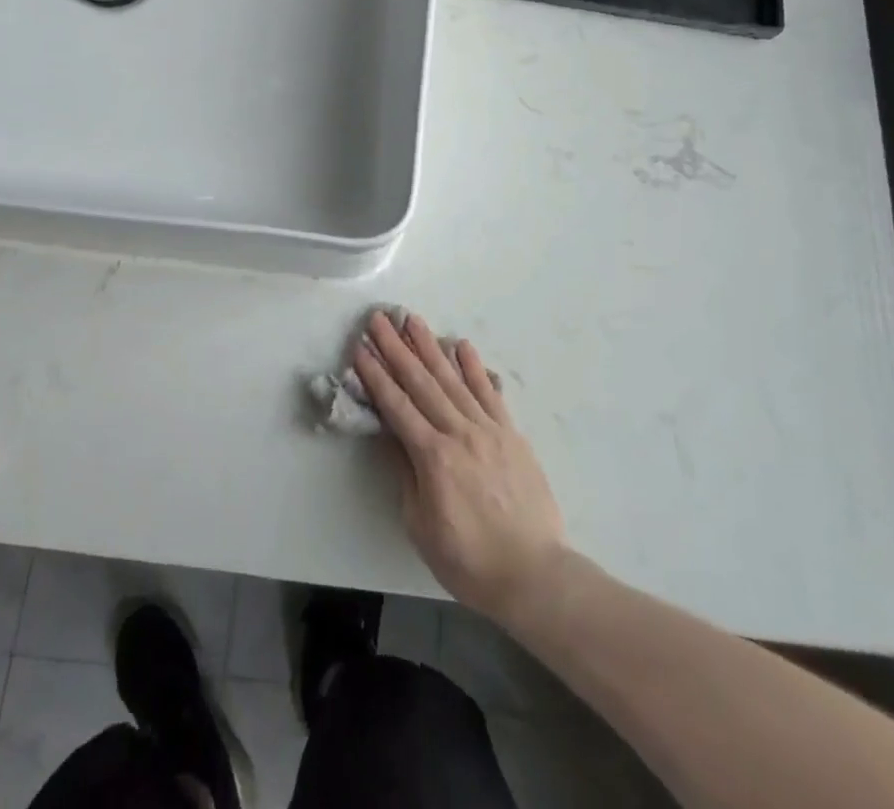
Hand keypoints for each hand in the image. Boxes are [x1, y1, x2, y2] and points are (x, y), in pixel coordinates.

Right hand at [354, 310, 566, 623]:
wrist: (533, 574)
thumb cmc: (469, 560)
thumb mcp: (421, 525)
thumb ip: (407, 474)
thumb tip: (394, 435)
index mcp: (433, 457)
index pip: (397, 406)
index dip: (376, 375)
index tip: (360, 347)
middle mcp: (459, 433)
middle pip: (421, 383)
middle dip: (396, 348)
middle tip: (379, 319)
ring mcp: (488, 429)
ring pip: (453, 379)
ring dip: (430, 346)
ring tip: (413, 320)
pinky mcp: (511, 433)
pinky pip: (489, 393)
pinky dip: (475, 367)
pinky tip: (462, 346)